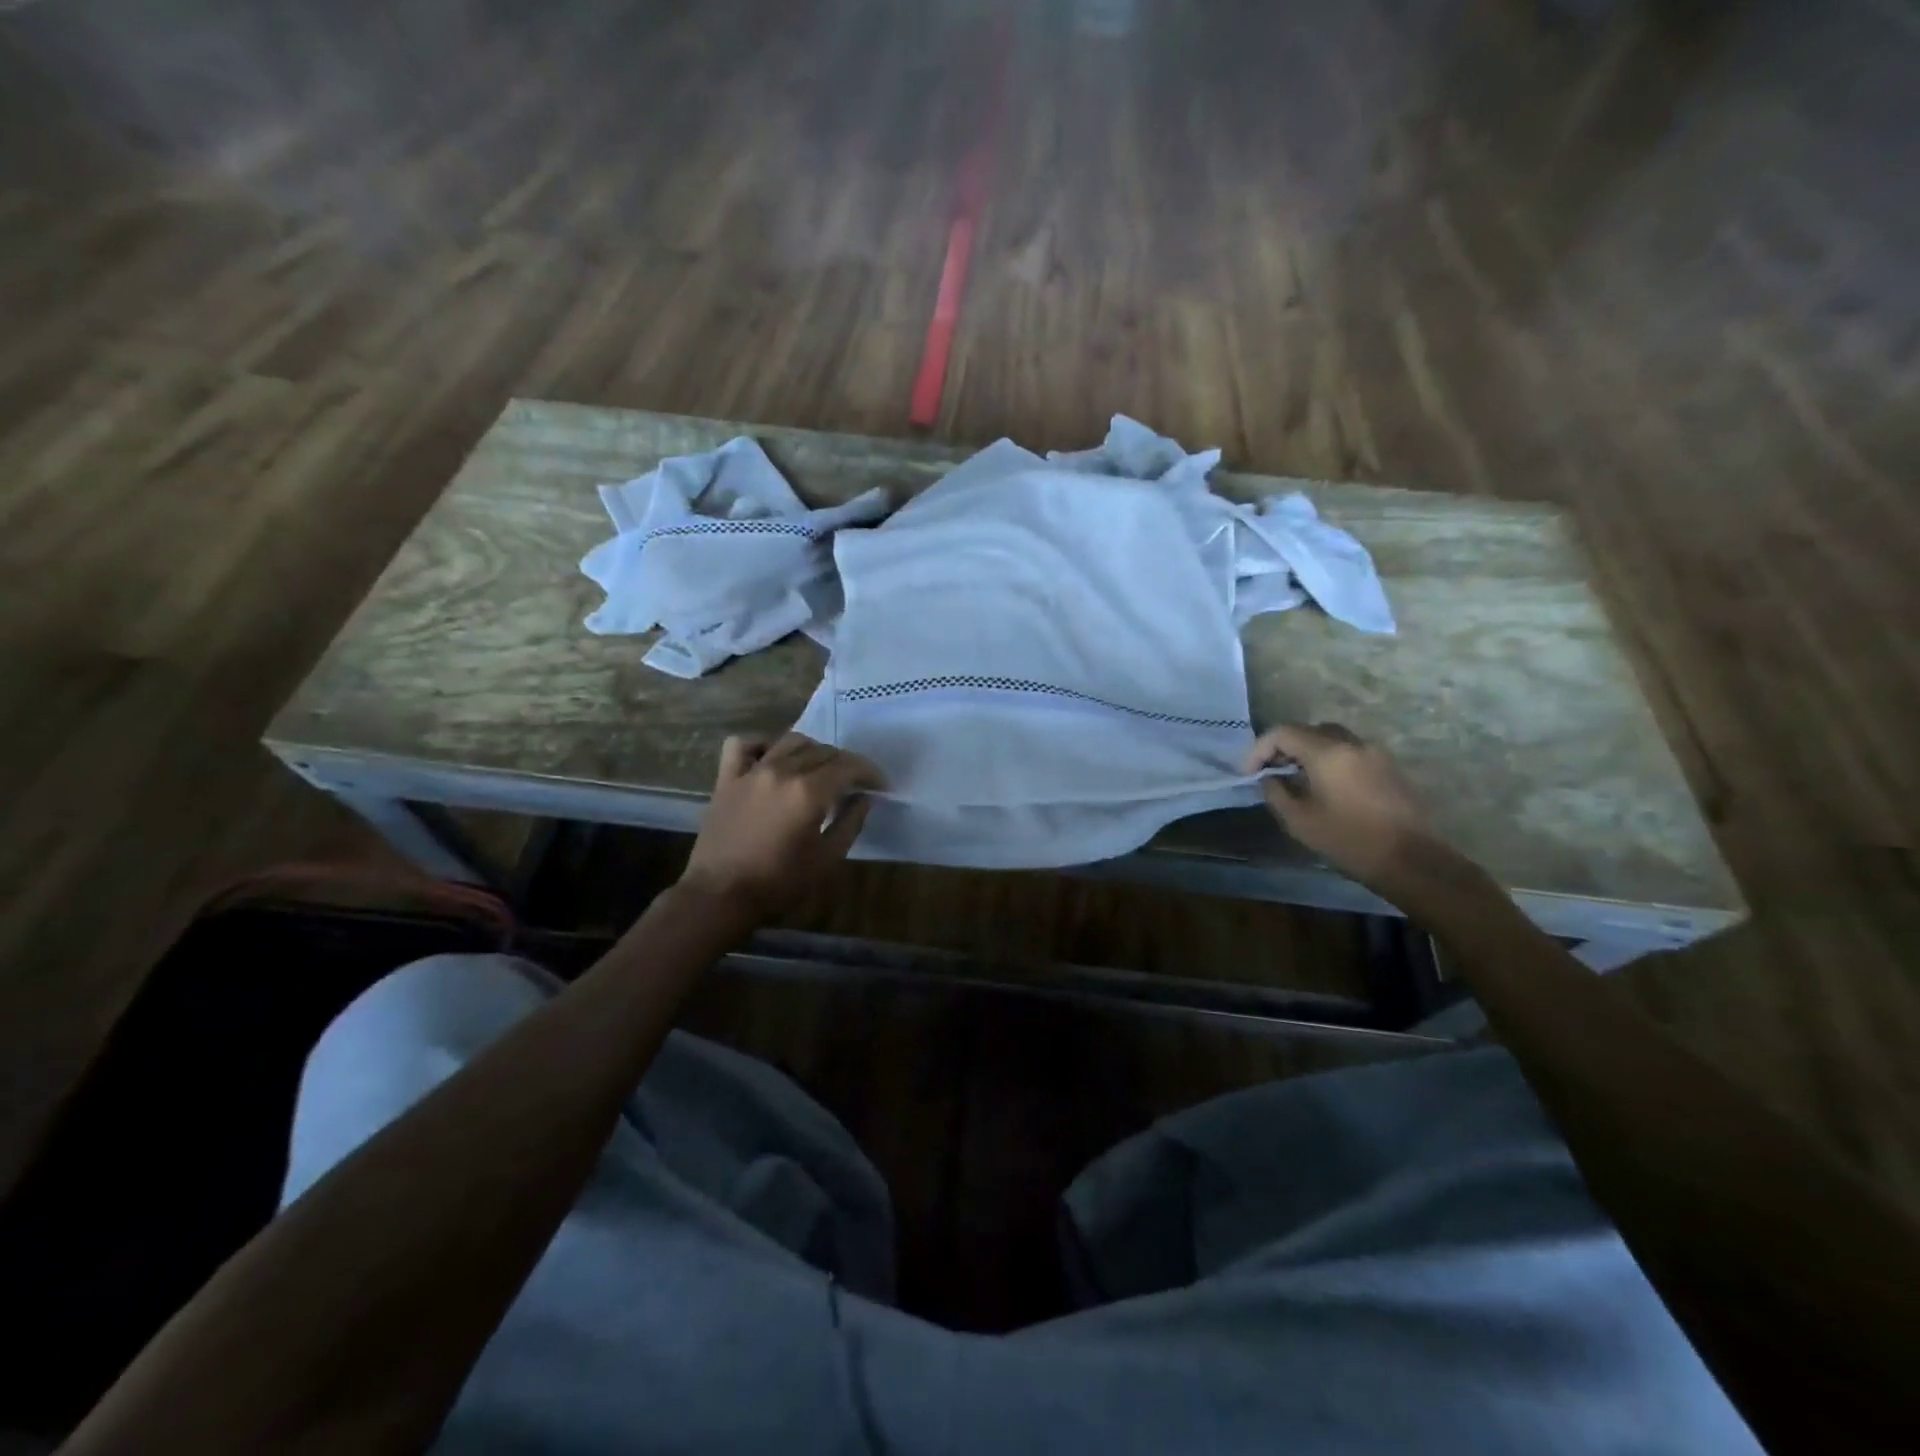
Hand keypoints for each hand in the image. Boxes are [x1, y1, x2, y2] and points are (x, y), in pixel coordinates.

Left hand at [679, 733, 885, 919]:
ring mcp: (752, 771)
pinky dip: (762, 744)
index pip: (849, 767)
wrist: (720, 896)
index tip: (881, 786)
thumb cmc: (779, 883)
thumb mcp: (827, 858)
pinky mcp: (727, 778)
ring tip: (819, 770)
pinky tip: (772, 758)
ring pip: (790, 741)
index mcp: (809, 791)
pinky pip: (743, 745)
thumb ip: (851, 822)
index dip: (870, 773)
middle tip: (854, 784)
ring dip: (813, 750)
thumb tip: (864, 798)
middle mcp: (782, 771)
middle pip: (823, 751)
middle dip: (845, 764)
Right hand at [1244, 723, 1436, 889]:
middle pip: (1310, 730)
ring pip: (1332, 739)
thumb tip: (1270, 778)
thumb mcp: (1299, 821)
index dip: (1260, 749)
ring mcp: (1376, 753)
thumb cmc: (1349, 840)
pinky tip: (1326, 787)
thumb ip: (1276, 792)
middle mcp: (1353, 743)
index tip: (1250, 773)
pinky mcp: (1390, 768)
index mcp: (1328, 752)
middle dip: (1285, 747)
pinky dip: (1331, 760)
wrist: (1411, 861)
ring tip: (1297, 779)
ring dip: (1309, 752)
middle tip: (1271, 771)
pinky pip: (1351, 752)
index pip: (1284, 733)